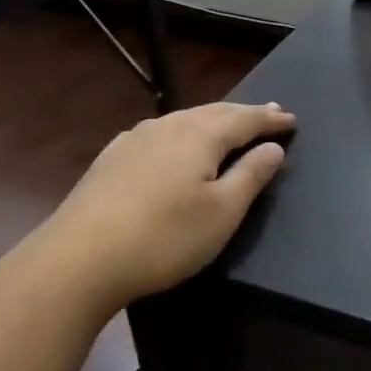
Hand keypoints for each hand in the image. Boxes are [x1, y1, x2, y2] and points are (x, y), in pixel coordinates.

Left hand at [0, 101, 294, 315]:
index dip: (270, 120)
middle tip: (269, 112)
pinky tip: (176, 142)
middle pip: (215, 112)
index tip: (292, 119)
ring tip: (229, 124)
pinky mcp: (112, 158)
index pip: (245, 119)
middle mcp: (169, 125)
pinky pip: (160, 133)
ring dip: (213, 120)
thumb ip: (251, 175)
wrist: (78, 258)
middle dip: (244, 113)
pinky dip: (183, 133)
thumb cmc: (165, 237)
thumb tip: (272, 146)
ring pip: (185, 119)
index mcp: (200, 135)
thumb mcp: (222, 213)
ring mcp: (135, 139)